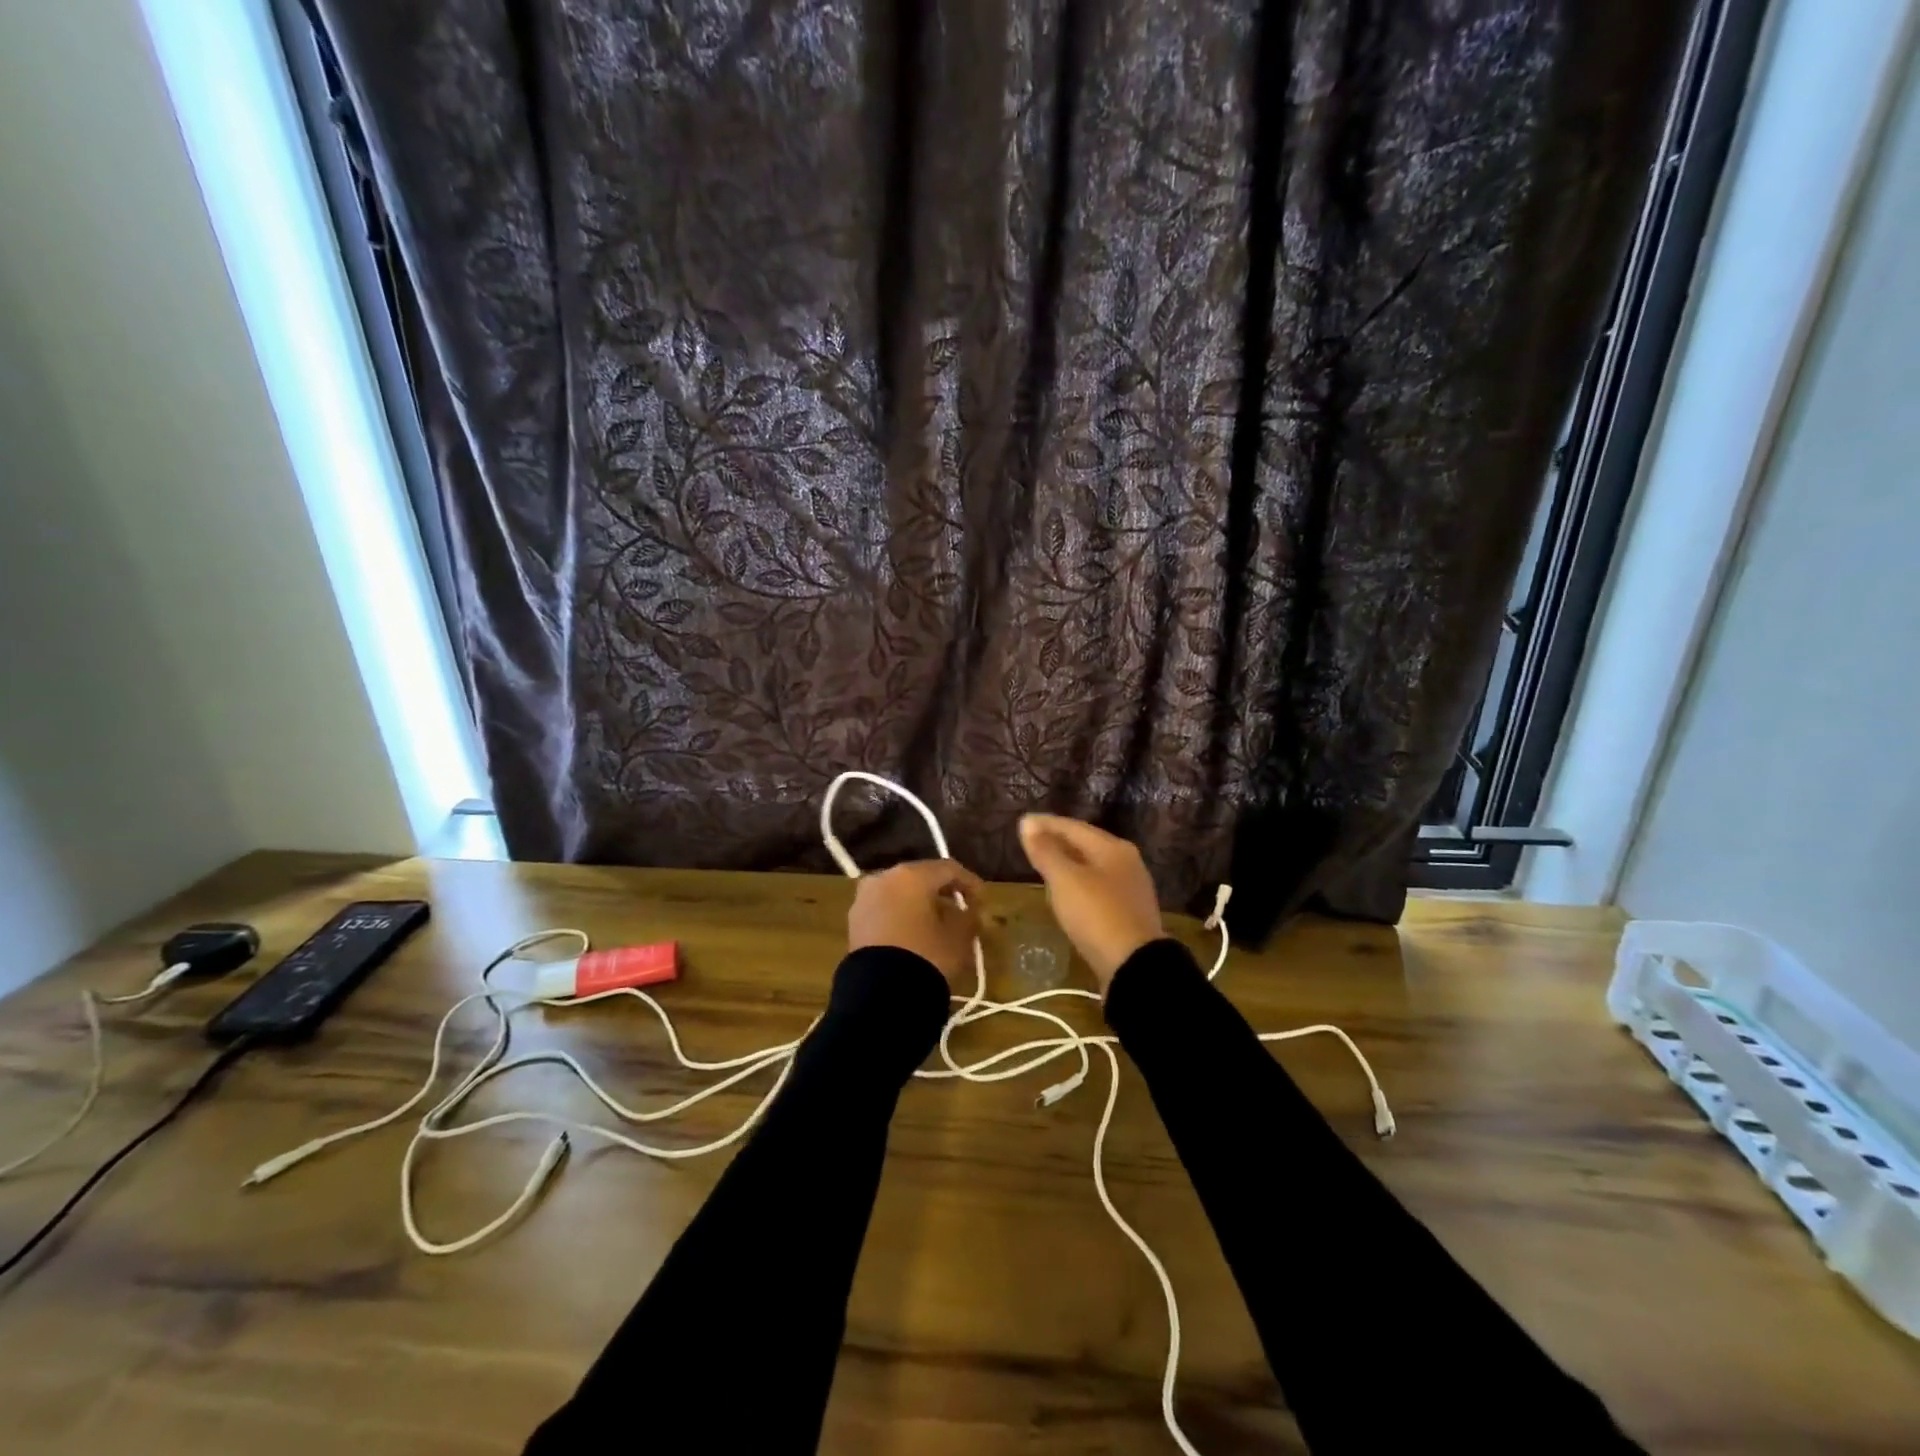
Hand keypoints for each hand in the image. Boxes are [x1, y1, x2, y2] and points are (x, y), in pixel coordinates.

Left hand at [847, 859, 984, 987]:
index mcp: (911, 875)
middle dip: (942, 892)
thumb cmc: (927, 955)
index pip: (948, 869)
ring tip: (938, 924)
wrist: (881, 994)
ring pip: (900, 893)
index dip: (970, 883)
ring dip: (920, 904)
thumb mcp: (959, 937)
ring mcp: (864, 898)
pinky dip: (902, 916)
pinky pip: (885, 910)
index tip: (983, 900)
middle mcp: (884, 877)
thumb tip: (970, 911)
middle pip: (921, 878)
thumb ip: (969, 917)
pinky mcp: (855, 922)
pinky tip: (915, 934)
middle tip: (961, 909)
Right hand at [1018, 814, 1163, 993]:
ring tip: (1045, 866)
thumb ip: (1045, 851)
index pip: (1073, 827)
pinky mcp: (1128, 913)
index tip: (1022, 823)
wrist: (1134, 966)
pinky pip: (1097, 888)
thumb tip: (1028, 823)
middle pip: (1086, 845)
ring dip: (1068, 863)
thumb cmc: (1096, 915)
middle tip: (1031, 842)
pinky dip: (1078, 884)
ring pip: (1092, 867)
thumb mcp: (1065, 880)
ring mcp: (1130, 889)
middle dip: (1058, 841)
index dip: (1046, 824)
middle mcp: (1126, 862)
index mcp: (1112, 848)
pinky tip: (1066, 894)